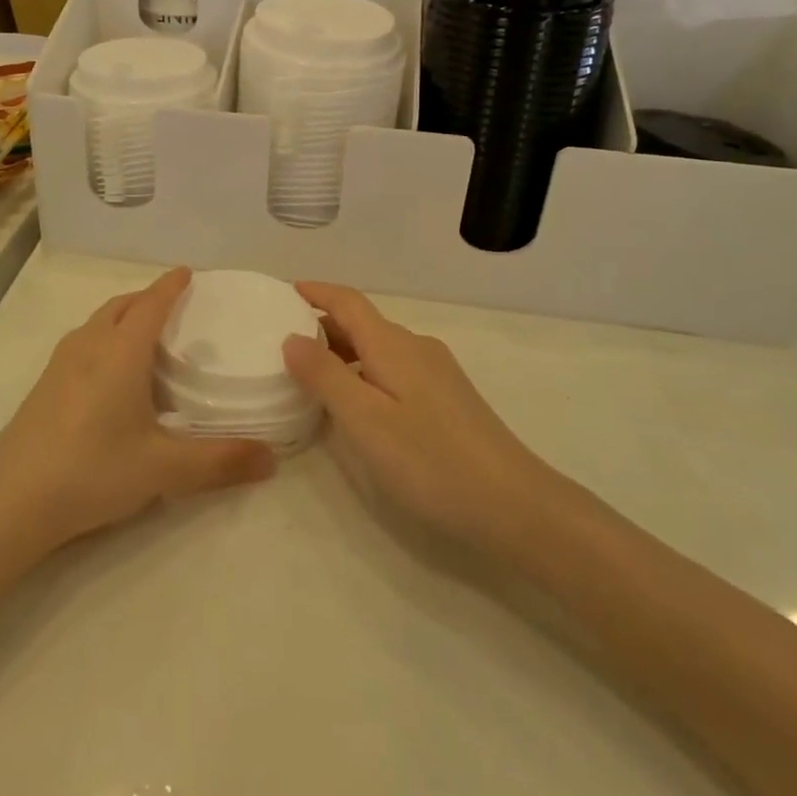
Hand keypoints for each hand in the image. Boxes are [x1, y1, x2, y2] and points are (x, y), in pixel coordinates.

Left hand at [0, 268, 276, 555]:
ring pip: (96, 323)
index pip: (151, 305)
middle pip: (120, 306)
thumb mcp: (163, 469)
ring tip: (143, 333)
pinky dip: (102, 338)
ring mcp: (59, 366)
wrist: (10, 502)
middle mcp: (88, 347)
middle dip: (146, 298)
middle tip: (172, 303)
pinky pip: (81, 344)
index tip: (187, 271)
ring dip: (121, 316)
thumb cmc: (92, 471)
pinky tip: (107, 373)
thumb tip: (273, 459)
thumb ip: (220, 462)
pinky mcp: (43, 388)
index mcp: (120, 353)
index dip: (170, 287)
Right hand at [284, 282, 548, 555]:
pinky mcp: (448, 399)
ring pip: (379, 349)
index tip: (286, 291)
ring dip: (343, 351)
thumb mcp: (364, 419)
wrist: (514, 504)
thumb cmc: (430, 460)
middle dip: (323, 324)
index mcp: (393, 345)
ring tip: (310, 372)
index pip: (348, 302)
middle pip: (363, 324)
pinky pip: (394, 369)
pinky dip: (364, 371)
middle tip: (283, 339)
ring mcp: (436, 373)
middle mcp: (416, 348)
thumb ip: (324, 375)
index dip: (317, 292)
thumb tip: (292, 337)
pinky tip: (356, 402)